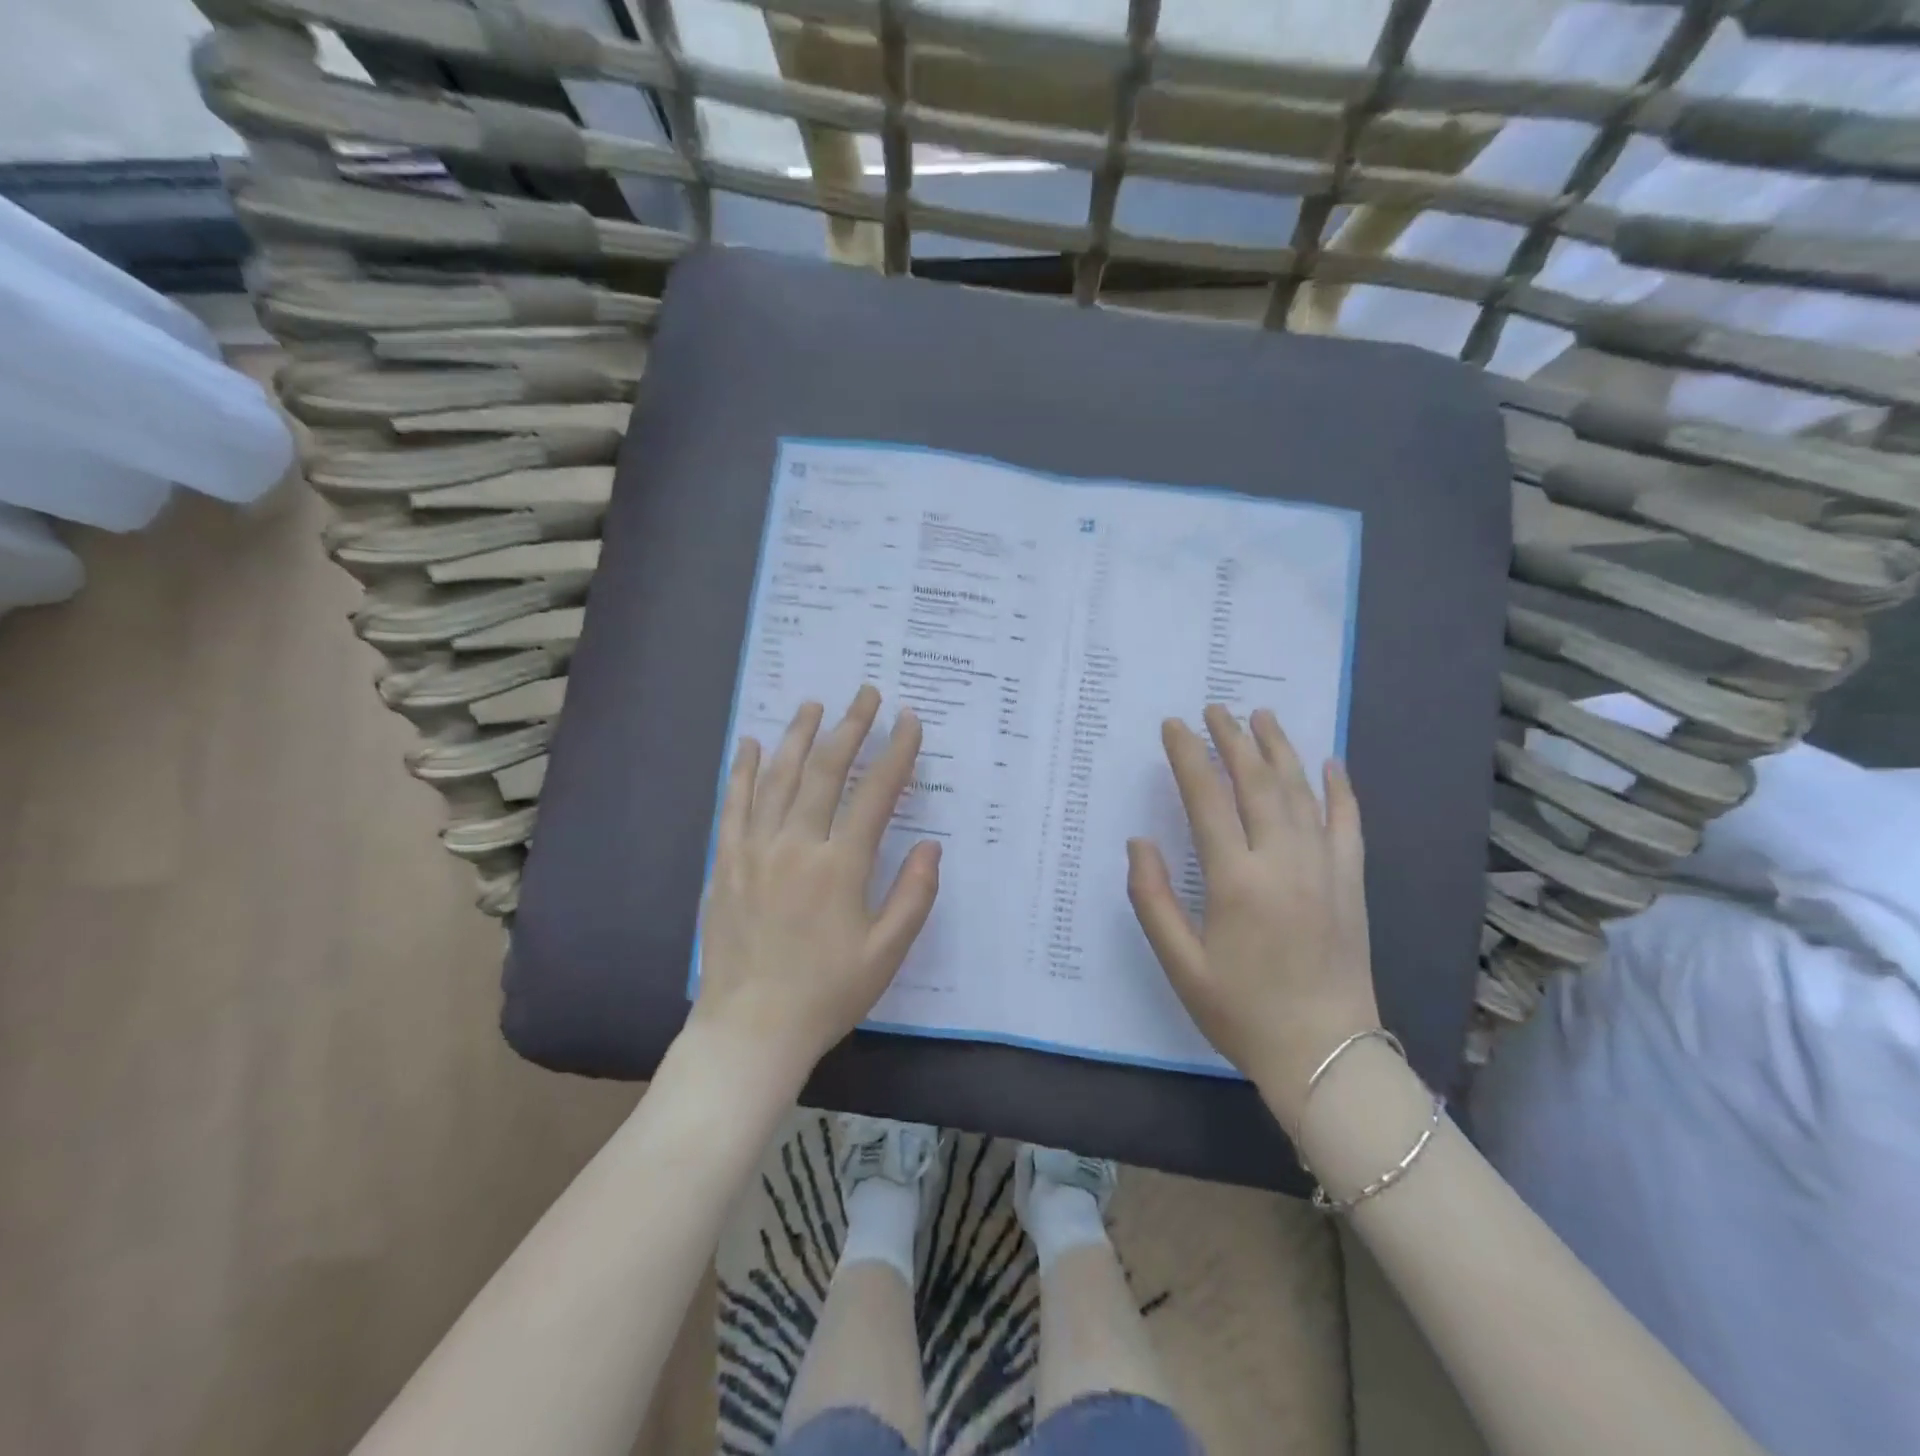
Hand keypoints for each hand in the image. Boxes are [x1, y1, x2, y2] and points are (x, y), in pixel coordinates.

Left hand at [690, 687, 940, 1084]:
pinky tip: (751, 744)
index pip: (876, 794)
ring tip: (814, 704)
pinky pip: (734, 805)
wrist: (750, 1029)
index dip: (896, 752)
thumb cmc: (827, 993)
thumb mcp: (886, 952)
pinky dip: (744, 771)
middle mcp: (797, 846)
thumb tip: (932, 846)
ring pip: (778, 778)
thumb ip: (913, 895)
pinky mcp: (726, 863)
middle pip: (825, 771)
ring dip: (798, 736)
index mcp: (841, 867)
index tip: (908, 720)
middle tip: (865, 693)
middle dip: (850, 727)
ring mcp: (755, 851)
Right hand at [1127, 704, 1378, 1132]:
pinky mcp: (1351, 883)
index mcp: (1235, 880)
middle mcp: (1282, 861)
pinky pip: (1348, 823)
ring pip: (1301, 792)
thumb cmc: (1242, 1012)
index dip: (1188, 757)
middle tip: (1214, 708)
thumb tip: (1139, 842)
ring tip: (1261, 715)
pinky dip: (1340, 789)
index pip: (1207, 799)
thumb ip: (1152, 898)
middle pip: (1256, 782)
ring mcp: (1324, 868)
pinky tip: (1330, 763)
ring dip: (1279, 749)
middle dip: (1232, 739)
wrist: (1326, 1056)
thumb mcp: (1180, 964)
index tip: (1173, 726)